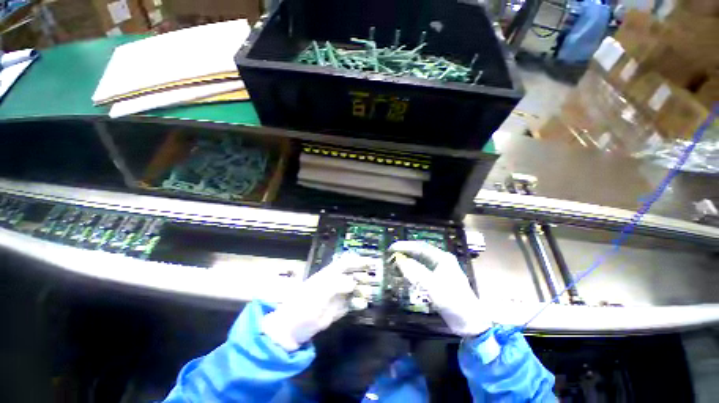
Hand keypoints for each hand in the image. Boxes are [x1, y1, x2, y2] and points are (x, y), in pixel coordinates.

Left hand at [261, 253, 374, 350]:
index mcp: (329, 275)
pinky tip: (361, 305)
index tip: (370, 263)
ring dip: (362, 289)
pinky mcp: (338, 309)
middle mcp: (335, 283)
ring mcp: (337, 296)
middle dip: (362, 275)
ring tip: (367, 295)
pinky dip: (359, 303)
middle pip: (352, 274)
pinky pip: (352, 303)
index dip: (357, 261)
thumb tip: (353, 282)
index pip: (345, 262)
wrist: (292, 329)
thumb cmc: (303, 306)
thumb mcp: (319, 293)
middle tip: (371, 281)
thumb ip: (337, 285)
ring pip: (354, 288)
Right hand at [388, 241, 490, 336]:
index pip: (420, 247)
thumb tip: (399, 260)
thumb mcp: (434, 287)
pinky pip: (421, 271)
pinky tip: (405, 275)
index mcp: (442, 258)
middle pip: (419, 252)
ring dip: (407, 262)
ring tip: (394, 263)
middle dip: (405, 253)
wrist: (470, 323)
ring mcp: (440, 270)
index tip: (391, 248)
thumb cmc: (454, 302)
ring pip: (420, 262)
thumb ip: (416, 272)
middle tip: (391, 255)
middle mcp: (441, 261)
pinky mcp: (437, 280)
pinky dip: (412, 271)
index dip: (405, 246)